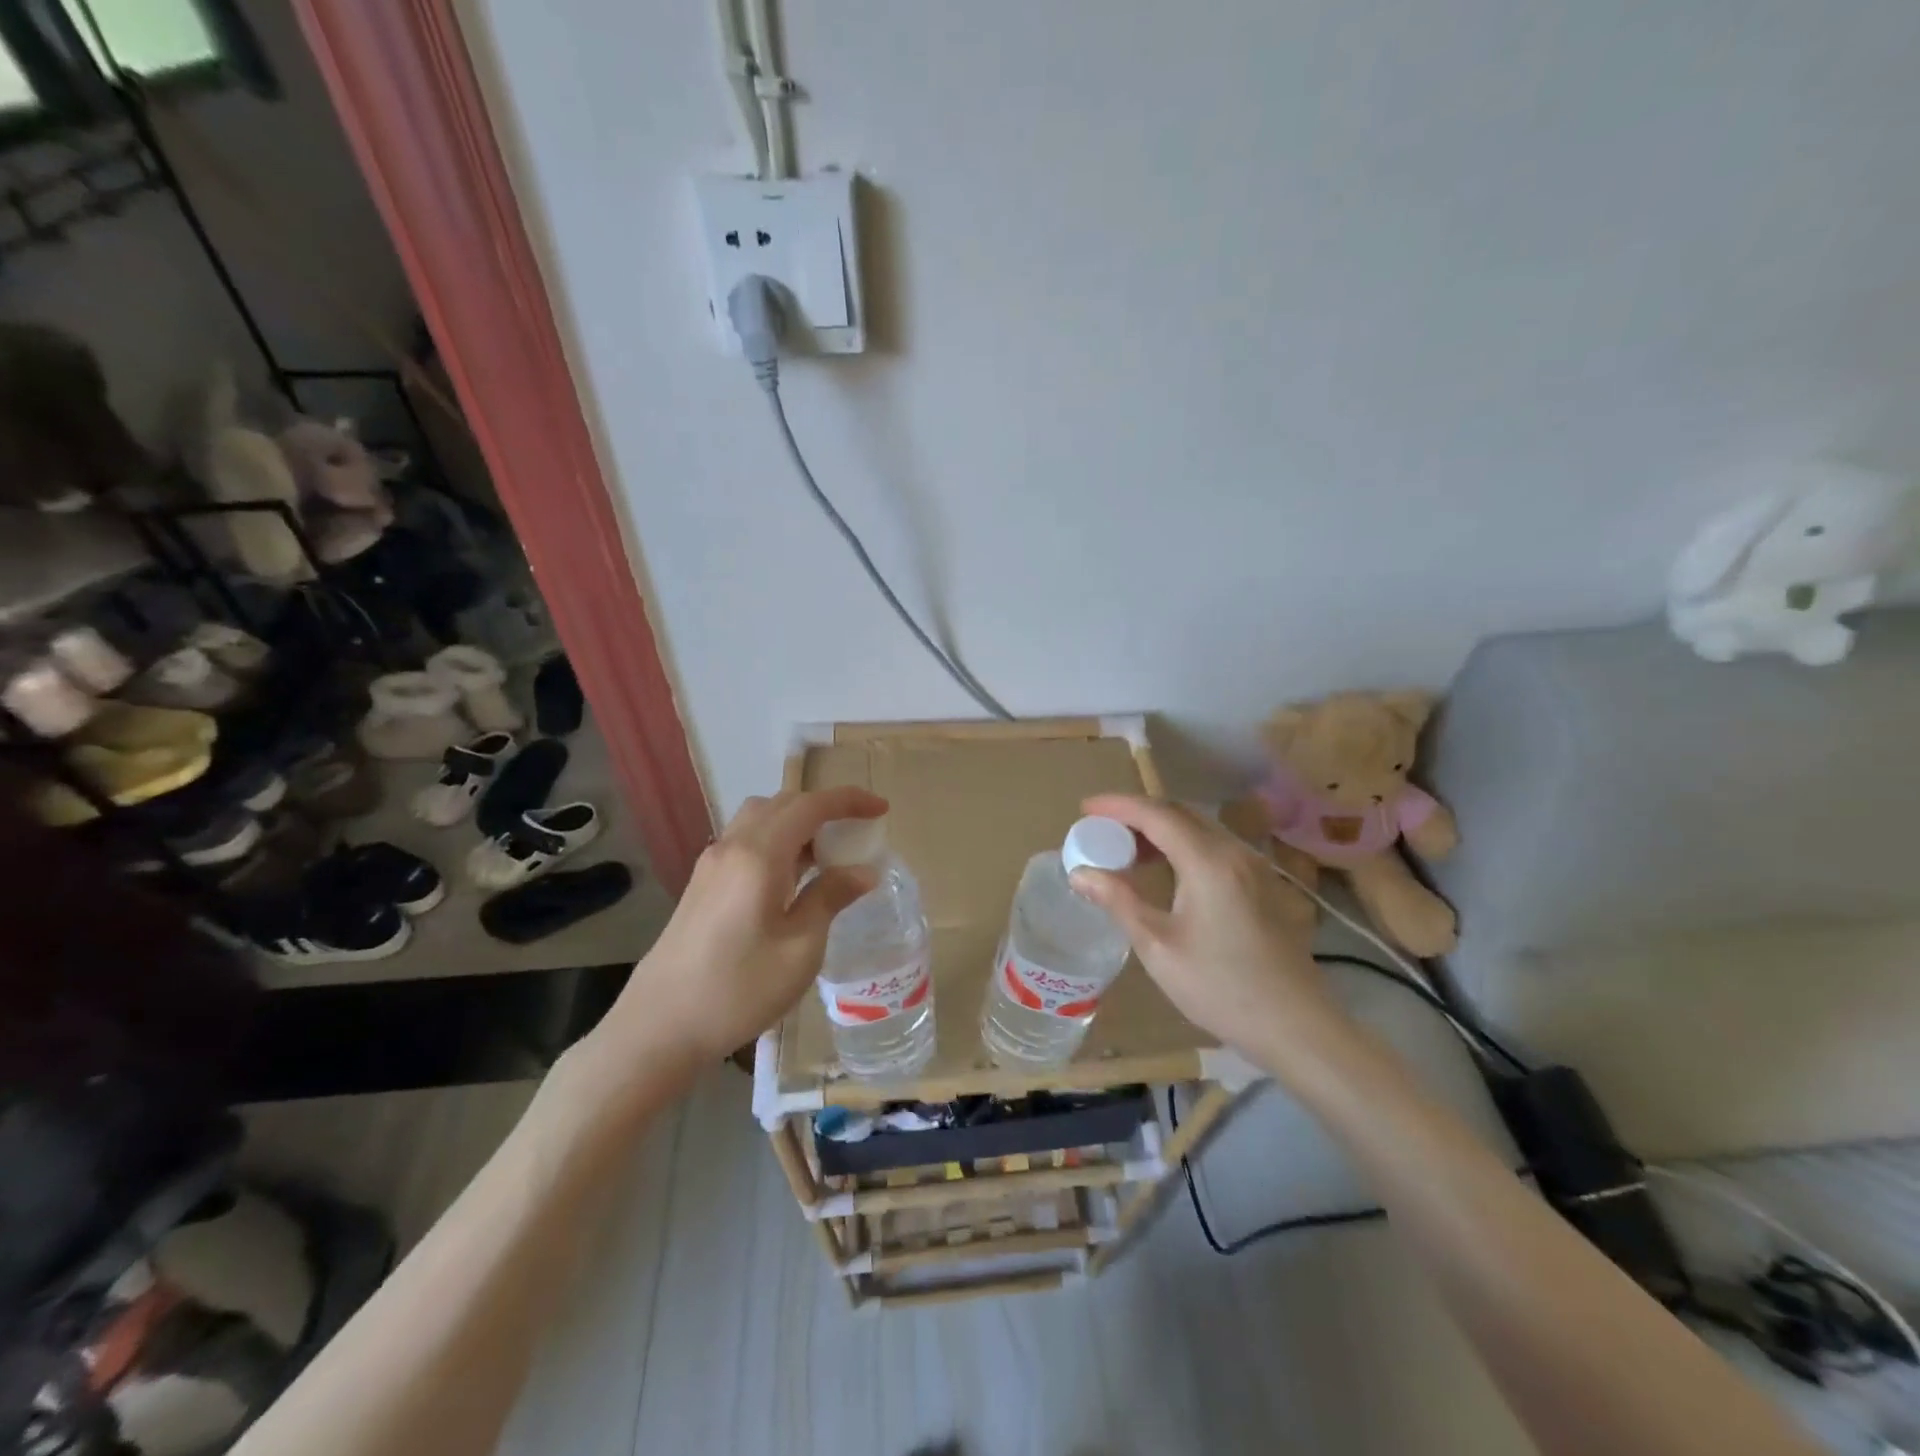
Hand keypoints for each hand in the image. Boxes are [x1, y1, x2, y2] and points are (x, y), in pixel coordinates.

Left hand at [595, 787, 887, 1081]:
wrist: (658, 1028)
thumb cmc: (739, 989)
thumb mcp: (800, 949)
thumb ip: (830, 898)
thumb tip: (863, 871)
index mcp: (759, 855)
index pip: (810, 806)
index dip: (849, 801)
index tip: (882, 809)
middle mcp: (732, 846)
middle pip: (783, 803)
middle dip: (824, 808)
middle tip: (857, 832)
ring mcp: (711, 863)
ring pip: (760, 819)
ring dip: (798, 822)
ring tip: (826, 854)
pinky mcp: (702, 883)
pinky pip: (746, 840)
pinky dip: (777, 840)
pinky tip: (791, 877)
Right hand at [1070, 794, 1353, 1075]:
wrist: (1296, 1026)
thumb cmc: (1221, 988)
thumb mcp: (1158, 947)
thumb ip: (1119, 901)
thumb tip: (1080, 873)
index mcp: (1208, 862)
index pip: (1156, 814)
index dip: (1117, 806)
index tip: (1085, 809)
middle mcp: (1234, 852)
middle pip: (1180, 814)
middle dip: (1136, 814)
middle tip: (1100, 828)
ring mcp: (1254, 867)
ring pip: (1199, 829)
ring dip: (1160, 830)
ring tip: (1125, 850)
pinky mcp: (1263, 885)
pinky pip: (1215, 847)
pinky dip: (1182, 846)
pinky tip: (1166, 871)